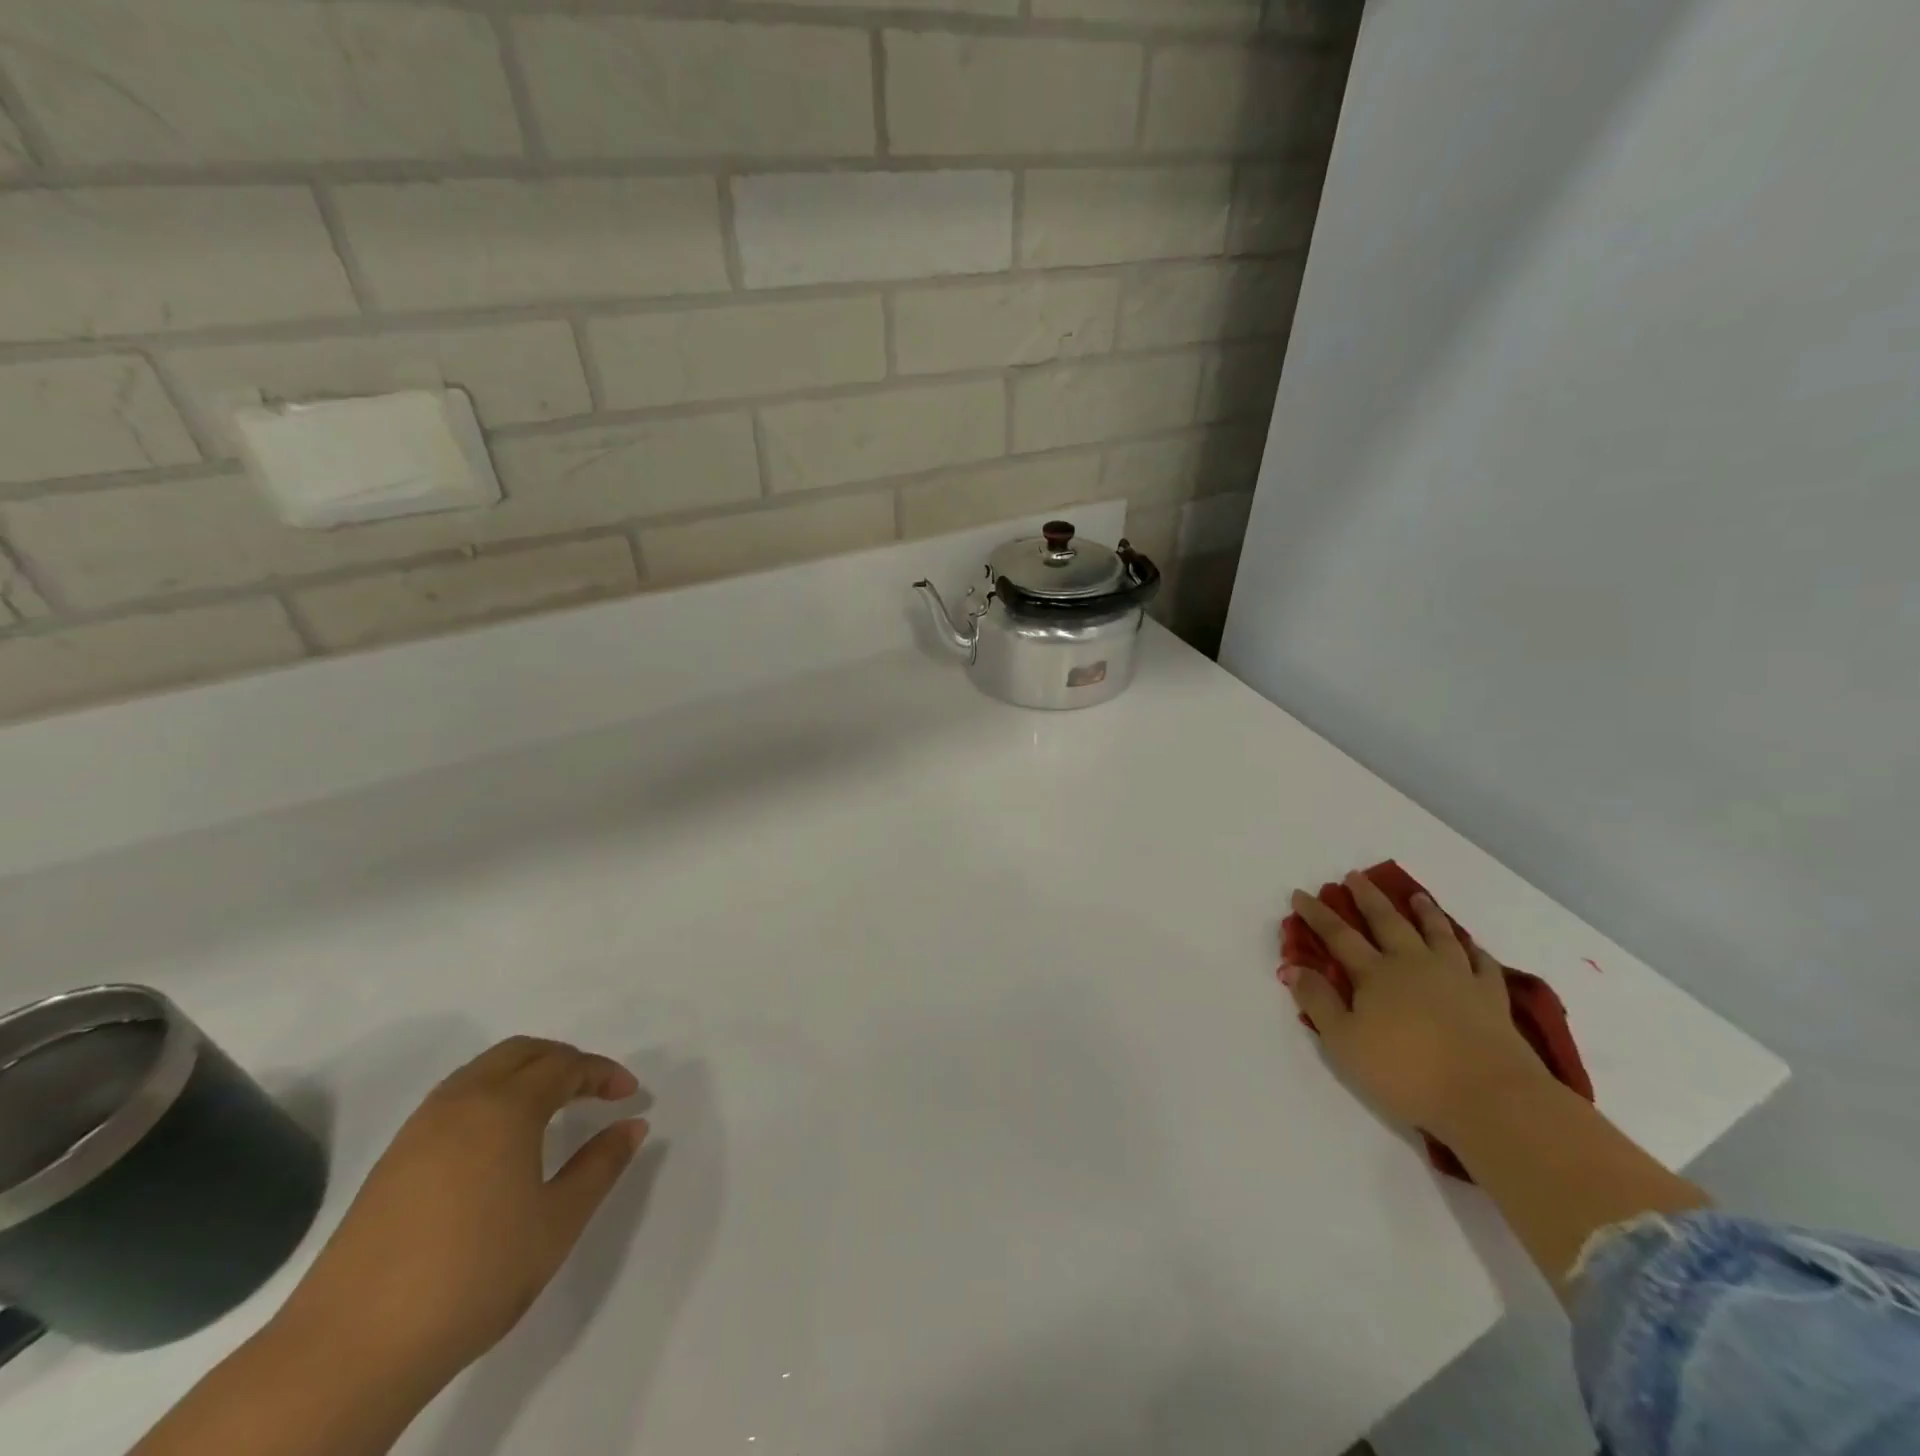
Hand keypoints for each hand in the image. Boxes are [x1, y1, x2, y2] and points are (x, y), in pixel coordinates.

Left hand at [277, 1037, 649, 1393]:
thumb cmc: (474, 1274)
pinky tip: (498, 1142)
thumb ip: (601, 1165)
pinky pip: (455, 1099)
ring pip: (483, 1071)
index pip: (566, 1065)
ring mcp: (420, 1128)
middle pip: (522, 1052)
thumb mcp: (558, 1222)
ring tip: (552, 1109)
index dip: (603, 1073)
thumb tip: (633, 1125)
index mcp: (506, 1106)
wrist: (349, 1350)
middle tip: (593, 1090)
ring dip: (525, 1074)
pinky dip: (491, 1097)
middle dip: (564, 1060)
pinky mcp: (392, 1160)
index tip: (629, 1095)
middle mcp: (462, 1101)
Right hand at [1284, 873, 1550, 1138]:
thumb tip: (1293, 967)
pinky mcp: (1491, 998)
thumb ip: (1317, 1001)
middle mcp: (1413, 964)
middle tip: (1355, 875)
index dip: (1317, 915)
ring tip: (1416, 896)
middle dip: (1368, 898)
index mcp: (1375, 974)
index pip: (1338, 936)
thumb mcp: (1344, 1041)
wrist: (1490, 1097)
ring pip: (1437, 934)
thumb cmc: (1406, 1071)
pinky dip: (1473, 950)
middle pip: (1387, 922)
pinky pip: (1481, 964)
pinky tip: (1470, 946)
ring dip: (1424, 912)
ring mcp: (1456, 977)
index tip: (1301, 894)